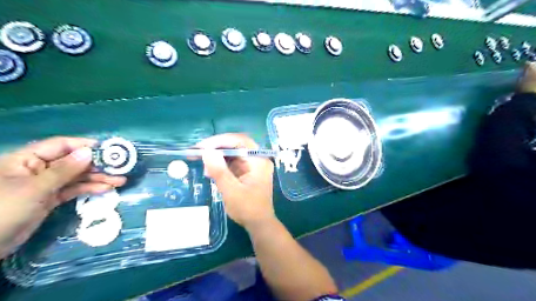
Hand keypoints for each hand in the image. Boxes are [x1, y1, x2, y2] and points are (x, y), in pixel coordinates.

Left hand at [0, 138, 125, 256]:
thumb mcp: (35, 188)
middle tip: (120, 168)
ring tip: (121, 180)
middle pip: (73, 161)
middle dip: (97, 165)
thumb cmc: (4, 210)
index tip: (109, 150)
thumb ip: (64, 170)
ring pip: (77, 177)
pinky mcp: (50, 199)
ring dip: (99, 178)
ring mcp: (45, 184)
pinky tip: (107, 189)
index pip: (61, 145)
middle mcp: (38, 169)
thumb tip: (89, 152)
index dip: (85, 145)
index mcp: (27, 159)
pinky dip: (90, 189)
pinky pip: (75, 189)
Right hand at [199, 134, 277, 230]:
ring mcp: (253, 165)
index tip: (202, 147)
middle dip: (217, 148)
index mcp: (259, 160)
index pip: (240, 141)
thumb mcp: (231, 191)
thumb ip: (219, 171)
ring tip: (203, 165)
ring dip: (218, 157)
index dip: (220, 141)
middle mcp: (258, 159)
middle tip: (198, 152)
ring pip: (233, 153)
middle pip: (236, 145)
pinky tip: (211, 171)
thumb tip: (207, 152)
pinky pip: (233, 162)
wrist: (259, 224)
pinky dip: (221, 165)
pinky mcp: (248, 171)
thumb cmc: (248, 209)